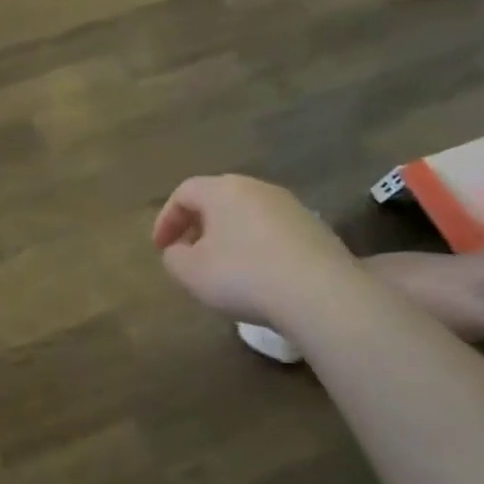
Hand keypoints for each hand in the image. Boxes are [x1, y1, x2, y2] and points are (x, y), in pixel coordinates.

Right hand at [152, 175, 356, 327]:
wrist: (322, 294)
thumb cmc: (243, 276)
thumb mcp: (190, 272)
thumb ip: (173, 257)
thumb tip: (180, 250)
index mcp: (223, 190)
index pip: (184, 192)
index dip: (166, 220)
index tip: (160, 249)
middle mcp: (258, 188)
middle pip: (217, 200)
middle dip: (196, 226)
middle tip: (187, 254)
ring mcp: (291, 207)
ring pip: (246, 215)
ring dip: (227, 237)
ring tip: (221, 268)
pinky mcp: (315, 230)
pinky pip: (271, 232)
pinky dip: (255, 247)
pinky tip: (257, 276)